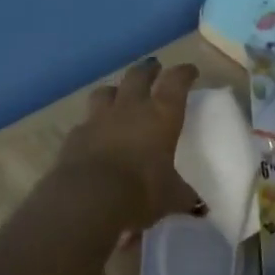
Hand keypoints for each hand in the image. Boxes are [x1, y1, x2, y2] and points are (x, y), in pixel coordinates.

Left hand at [56, 57, 201, 232]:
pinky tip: (94, 132)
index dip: (184, 74)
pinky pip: (86, 121)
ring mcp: (98, 118)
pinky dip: (93, 123)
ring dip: (115, 91)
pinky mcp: (75, 134)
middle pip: (138, 76)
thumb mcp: (171, 197)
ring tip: (118, 94)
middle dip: (148, 70)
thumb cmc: (141, 191)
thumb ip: (184, 196)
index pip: (176, 83)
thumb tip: (199, 206)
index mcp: (161, 115)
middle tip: (153, 68)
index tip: (189, 71)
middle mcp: (130, 108)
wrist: (89, 197)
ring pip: (106, 92)